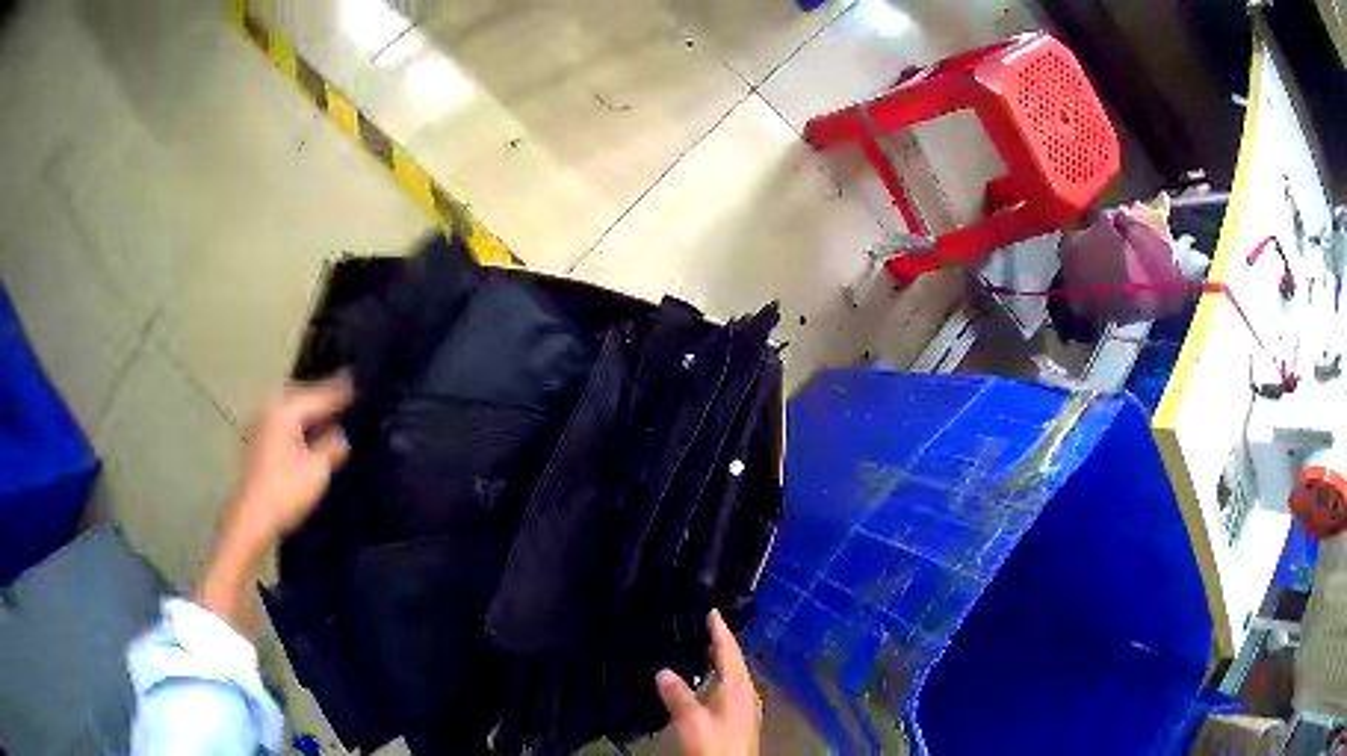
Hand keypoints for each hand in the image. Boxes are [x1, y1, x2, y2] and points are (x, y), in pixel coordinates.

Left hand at [228, 375, 353, 543]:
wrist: (251, 518)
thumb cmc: (285, 491)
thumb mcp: (317, 470)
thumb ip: (331, 448)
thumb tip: (341, 436)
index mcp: (284, 411)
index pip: (317, 396)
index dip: (337, 391)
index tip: (354, 380)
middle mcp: (268, 411)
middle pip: (297, 396)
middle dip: (317, 396)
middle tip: (339, 395)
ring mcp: (257, 428)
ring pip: (286, 410)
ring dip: (304, 411)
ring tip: (323, 414)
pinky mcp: (253, 446)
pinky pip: (278, 423)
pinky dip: (293, 424)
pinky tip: (302, 435)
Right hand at [656, 610, 762, 755]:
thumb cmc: (714, 743)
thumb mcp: (691, 719)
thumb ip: (677, 694)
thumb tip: (663, 671)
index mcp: (738, 686)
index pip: (729, 651)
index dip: (720, 631)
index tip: (713, 610)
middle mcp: (746, 693)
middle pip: (734, 663)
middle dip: (720, 645)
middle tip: (704, 627)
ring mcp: (745, 708)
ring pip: (732, 678)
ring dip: (719, 664)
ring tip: (701, 652)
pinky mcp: (740, 721)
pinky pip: (729, 691)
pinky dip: (717, 680)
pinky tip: (704, 687)